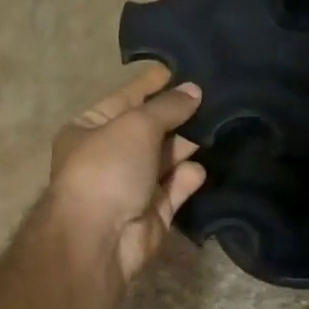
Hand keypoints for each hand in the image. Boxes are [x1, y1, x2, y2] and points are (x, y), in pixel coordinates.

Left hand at [48, 65, 206, 282]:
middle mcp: (108, 157)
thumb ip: (168, 107)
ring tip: (218, 126)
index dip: (151, 84)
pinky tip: (200, 168)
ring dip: (186, 146)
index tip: (183, 69)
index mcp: (89, 129)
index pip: (125, 99)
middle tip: (213, 98)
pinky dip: (186, 178)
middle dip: (176, 116)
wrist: (99, 238)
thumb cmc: (107, 168)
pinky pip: (173, 189)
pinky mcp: (151, 214)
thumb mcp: (136, 125)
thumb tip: (194, 90)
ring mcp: (129, 187)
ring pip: (164, 160)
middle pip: (148, 130)